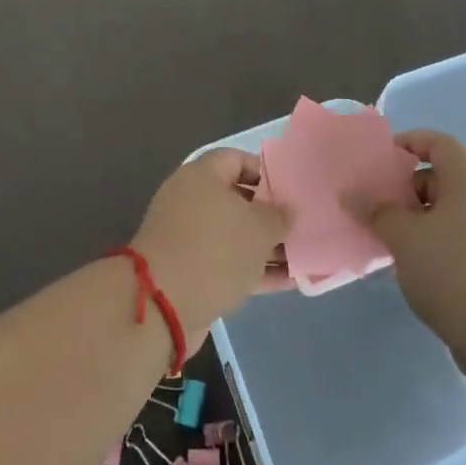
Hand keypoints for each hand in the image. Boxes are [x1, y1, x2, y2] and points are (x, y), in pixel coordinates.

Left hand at [134, 148, 290, 338]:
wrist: (164, 305)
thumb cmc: (215, 250)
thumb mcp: (258, 228)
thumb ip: (278, 216)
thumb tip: (286, 211)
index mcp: (201, 176)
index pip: (237, 159)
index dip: (265, 172)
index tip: (290, 191)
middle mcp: (191, 201)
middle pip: (237, 200)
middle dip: (269, 215)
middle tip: (300, 226)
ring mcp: (188, 238)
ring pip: (234, 236)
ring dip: (265, 247)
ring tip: (302, 257)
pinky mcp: (189, 272)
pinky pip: (228, 263)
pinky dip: (254, 270)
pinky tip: (288, 283)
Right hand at [347, 130, 465, 352]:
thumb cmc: (453, 271)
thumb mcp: (404, 237)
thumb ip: (376, 211)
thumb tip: (351, 194)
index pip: (439, 143)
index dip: (410, 142)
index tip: (380, 160)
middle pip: (441, 178)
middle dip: (406, 188)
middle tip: (375, 206)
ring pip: (447, 213)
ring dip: (416, 221)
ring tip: (387, 240)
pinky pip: (456, 240)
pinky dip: (432, 244)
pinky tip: (411, 268)